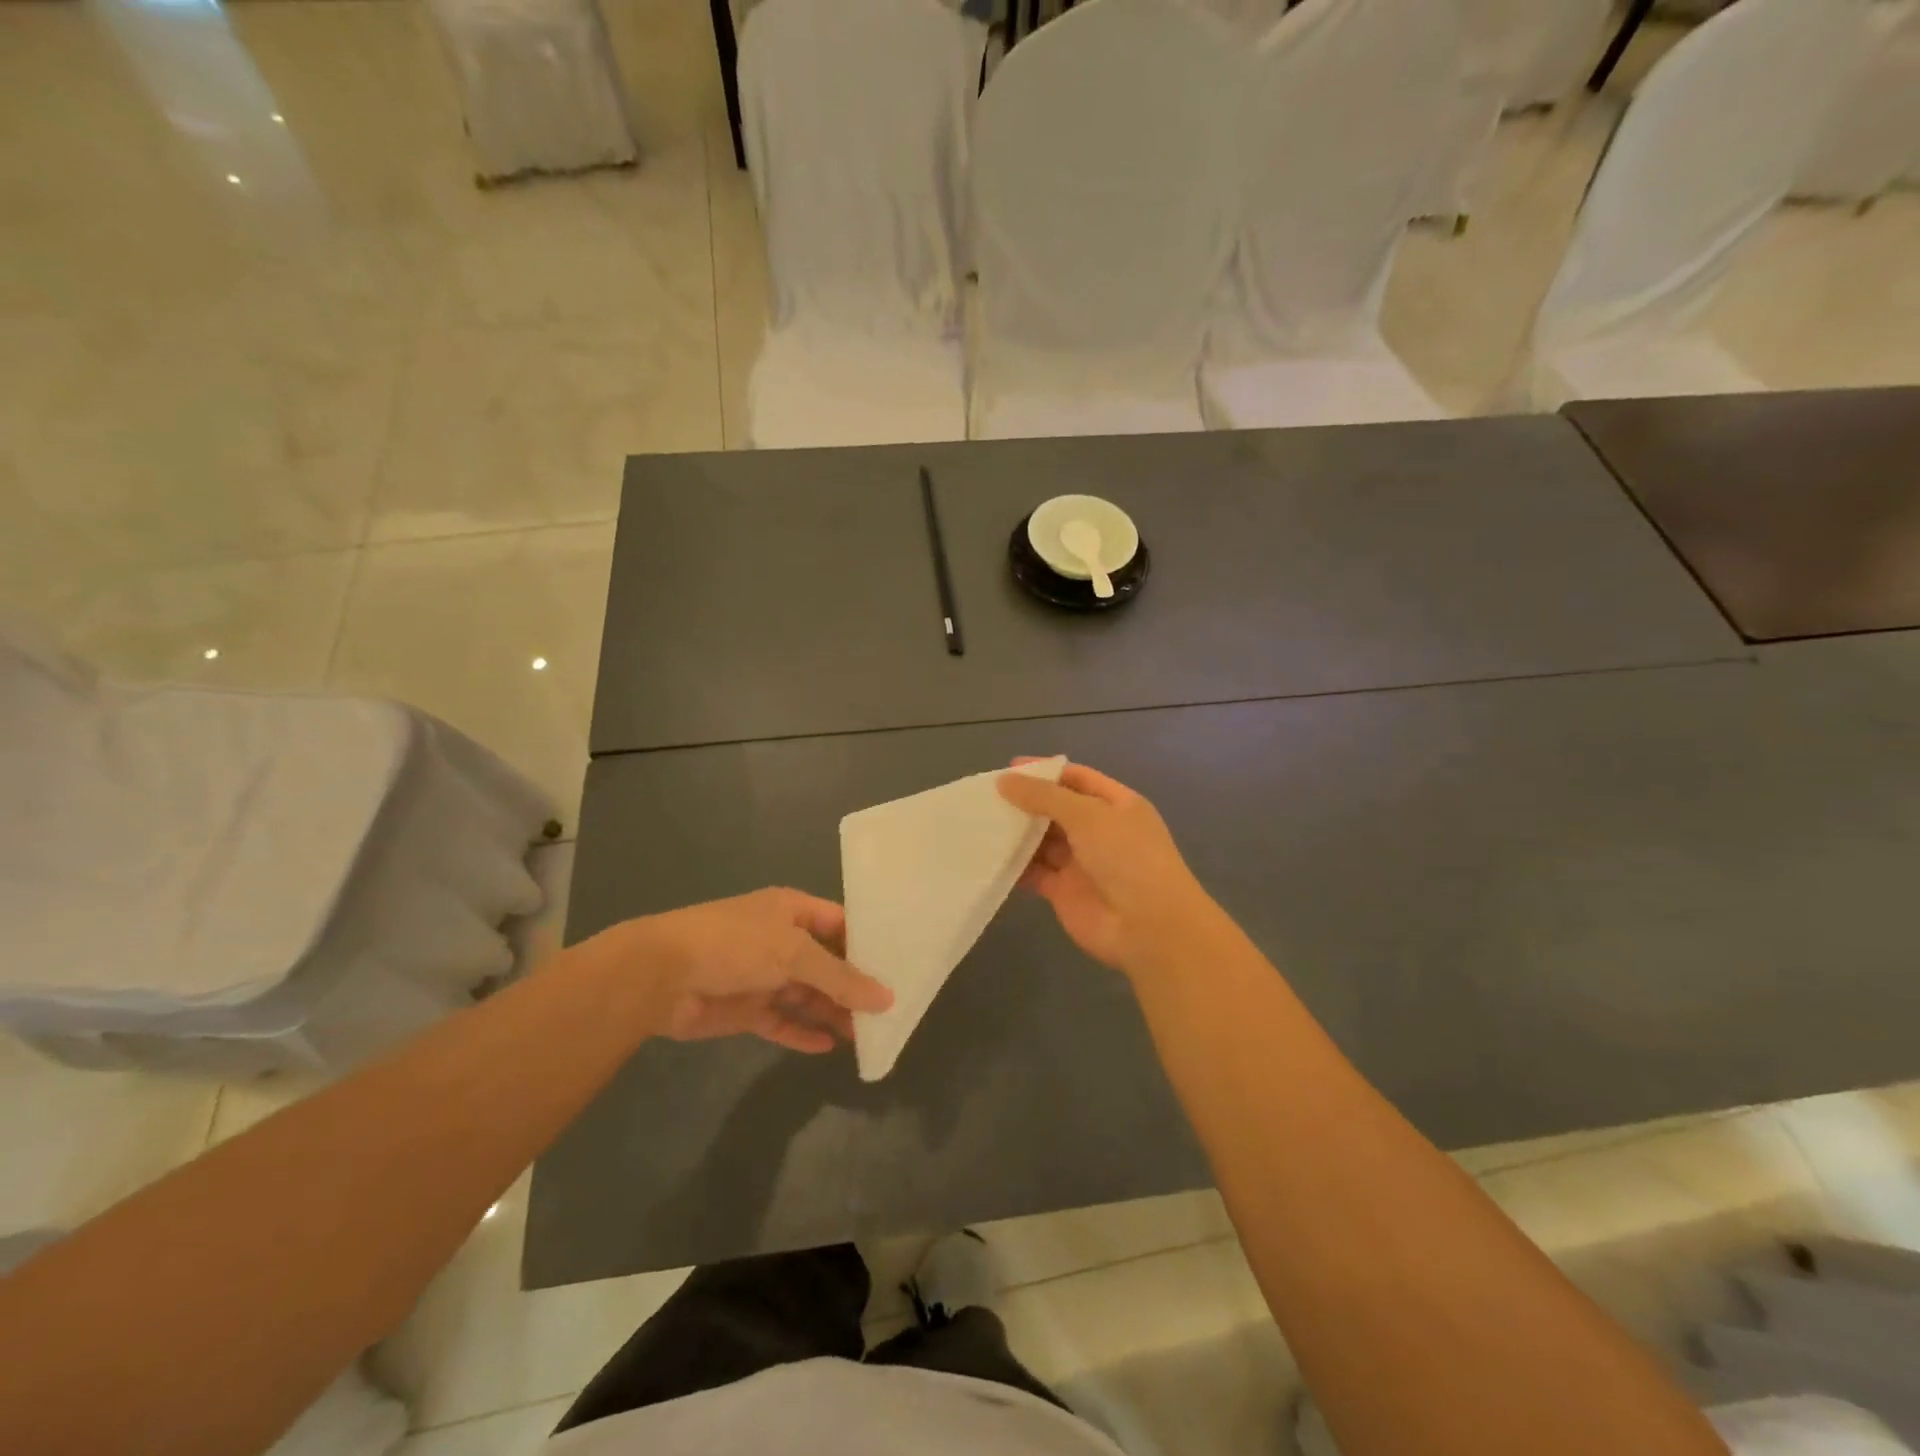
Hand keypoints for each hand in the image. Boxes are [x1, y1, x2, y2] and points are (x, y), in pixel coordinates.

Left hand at [591, 888, 892, 1052]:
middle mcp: (780, 940)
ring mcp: (763, 976)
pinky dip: (803, 1033)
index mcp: (792, 911)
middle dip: (853, 985)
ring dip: (832, 1013)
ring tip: (866, 1034)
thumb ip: (840, 977)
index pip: (840, 923)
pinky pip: (782, 1021)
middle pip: (826, 963)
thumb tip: (886, 997)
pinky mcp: (746, 1009)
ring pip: (807, 995)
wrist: (661, 976)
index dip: (867, 943)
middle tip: (889, 1010)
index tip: (899, 965)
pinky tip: (828, 1047)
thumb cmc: (735, 945)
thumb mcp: (794, 953)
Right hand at [997, 762, 1222, 980]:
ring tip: (980, 822)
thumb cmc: (1126, 857)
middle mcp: (1099, 831)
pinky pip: (1035, 872)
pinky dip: (1015, 865)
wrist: (1148, 927)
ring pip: (1043, 841)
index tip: (1008, 769)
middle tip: (985, 797)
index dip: (1044, 771)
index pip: (1076, 778)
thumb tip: (1004, 780)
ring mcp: (1082, 862)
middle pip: (1056, 809)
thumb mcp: (1087, 815)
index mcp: (1116, 805)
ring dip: (1017, 833)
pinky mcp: (1065, 892)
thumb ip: (1044, 796)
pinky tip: (988, 856)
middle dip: (1025, 802)